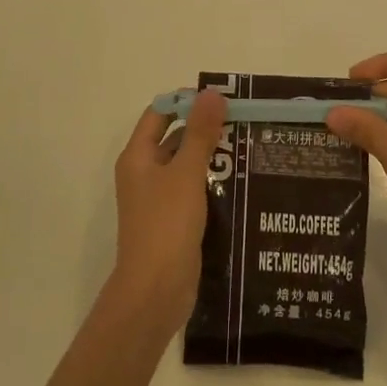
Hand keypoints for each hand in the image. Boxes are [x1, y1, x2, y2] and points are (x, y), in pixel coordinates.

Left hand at [109, 89, 224, 333]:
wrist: (155, 292)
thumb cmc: (166, 225)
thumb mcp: (186, 173)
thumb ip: (200, 133)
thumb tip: (211, 93)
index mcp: (138, 157)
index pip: (160, 114)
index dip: (186, 102)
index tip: (221, 100)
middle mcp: (144, 174)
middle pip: (174, 140)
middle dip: (205, 130)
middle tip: (243, 123)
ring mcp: (157, 200)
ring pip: (186, 168)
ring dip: (212, 159)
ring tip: (249, 150)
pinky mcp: (173, 223)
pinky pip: (193, 194)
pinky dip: (212, 186)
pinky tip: (241, 185)